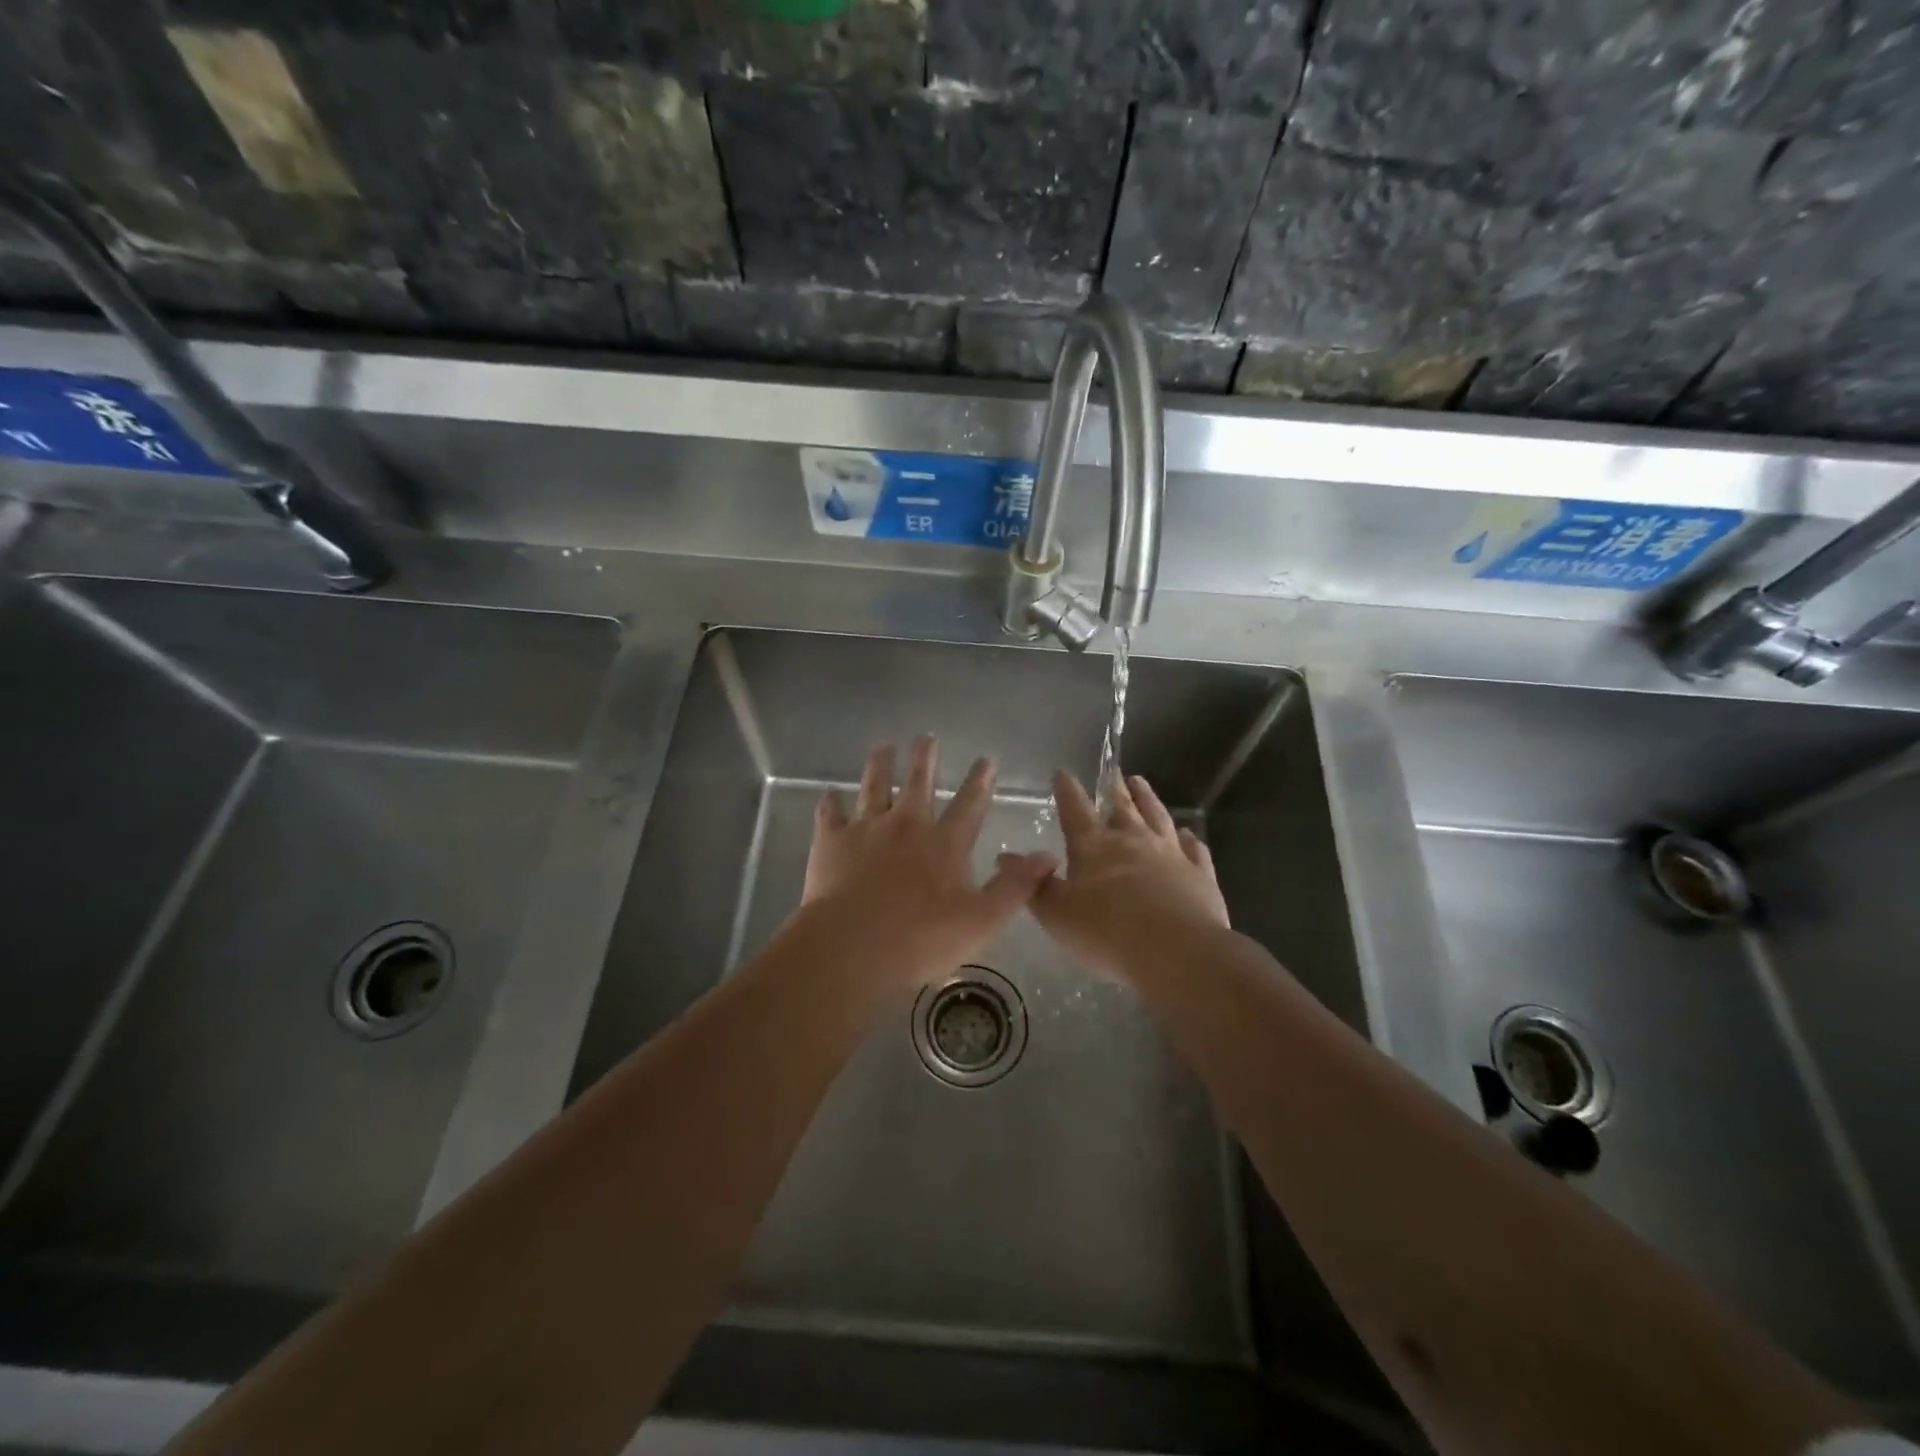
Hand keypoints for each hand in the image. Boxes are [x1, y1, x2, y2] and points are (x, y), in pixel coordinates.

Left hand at [794, 736, 1055, 991]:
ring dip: (880, 765)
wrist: (851, 947)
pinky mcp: (831, 843)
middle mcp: (906, 825)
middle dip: (925, 758)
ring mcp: (866, 830)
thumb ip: (1015, 887)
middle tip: (926, 737)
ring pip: (874, 787)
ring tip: (883, 745)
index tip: (986, 759)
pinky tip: (829, 796)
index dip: (980, 782)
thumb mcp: (982, 920)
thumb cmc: (921, 939)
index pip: (969, 805)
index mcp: (944, 844)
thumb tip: (1049, 856)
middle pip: (918, 783)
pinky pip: (830, 815)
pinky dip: (830, 804)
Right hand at [1028, 770, 1229, 983]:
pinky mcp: (1199, 873)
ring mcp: (1170, 853)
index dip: (1067, 790)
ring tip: (1140, 783)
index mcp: (1094, 846)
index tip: (1062, 773)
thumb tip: (1005, 857)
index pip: (1075, 808)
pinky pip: (1194, 848)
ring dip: (1148, 798)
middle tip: (1113, 772)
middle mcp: (1133, 840)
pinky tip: (1187, 835)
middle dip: (1114, 788)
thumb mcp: (1057, 914)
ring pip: (1158, 816)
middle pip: (1122, 806)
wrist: (1178, 953)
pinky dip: (1188, 838)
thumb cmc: (1108, 934)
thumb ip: (1034, 885)